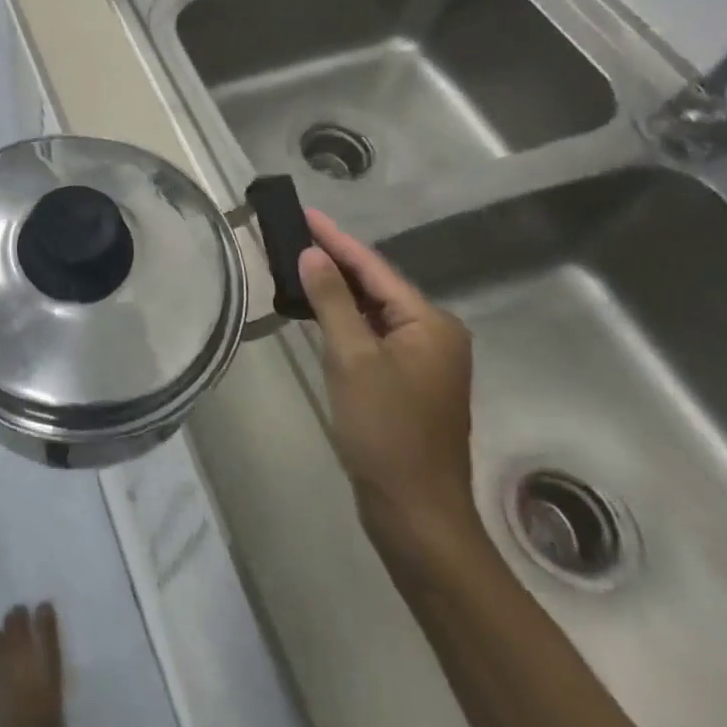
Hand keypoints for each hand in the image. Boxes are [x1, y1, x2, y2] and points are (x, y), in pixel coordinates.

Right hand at [298, 210, 479, 559]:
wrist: (416, 514)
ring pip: (373, 311)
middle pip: (376, 285)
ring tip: (297, 261)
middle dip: (335, 260)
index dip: (335, 238)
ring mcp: (424, 361)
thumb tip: (312, 252)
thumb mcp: (352, 359)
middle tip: (292, 232)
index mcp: (430, 323)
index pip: (373, 267)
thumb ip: (332, 300)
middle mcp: (434, 334)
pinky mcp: (408, 383)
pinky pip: (373, 335)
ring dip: (337, 289)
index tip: (303, 211)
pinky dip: (345, 319)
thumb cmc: (385, 432)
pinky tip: (317, 310)